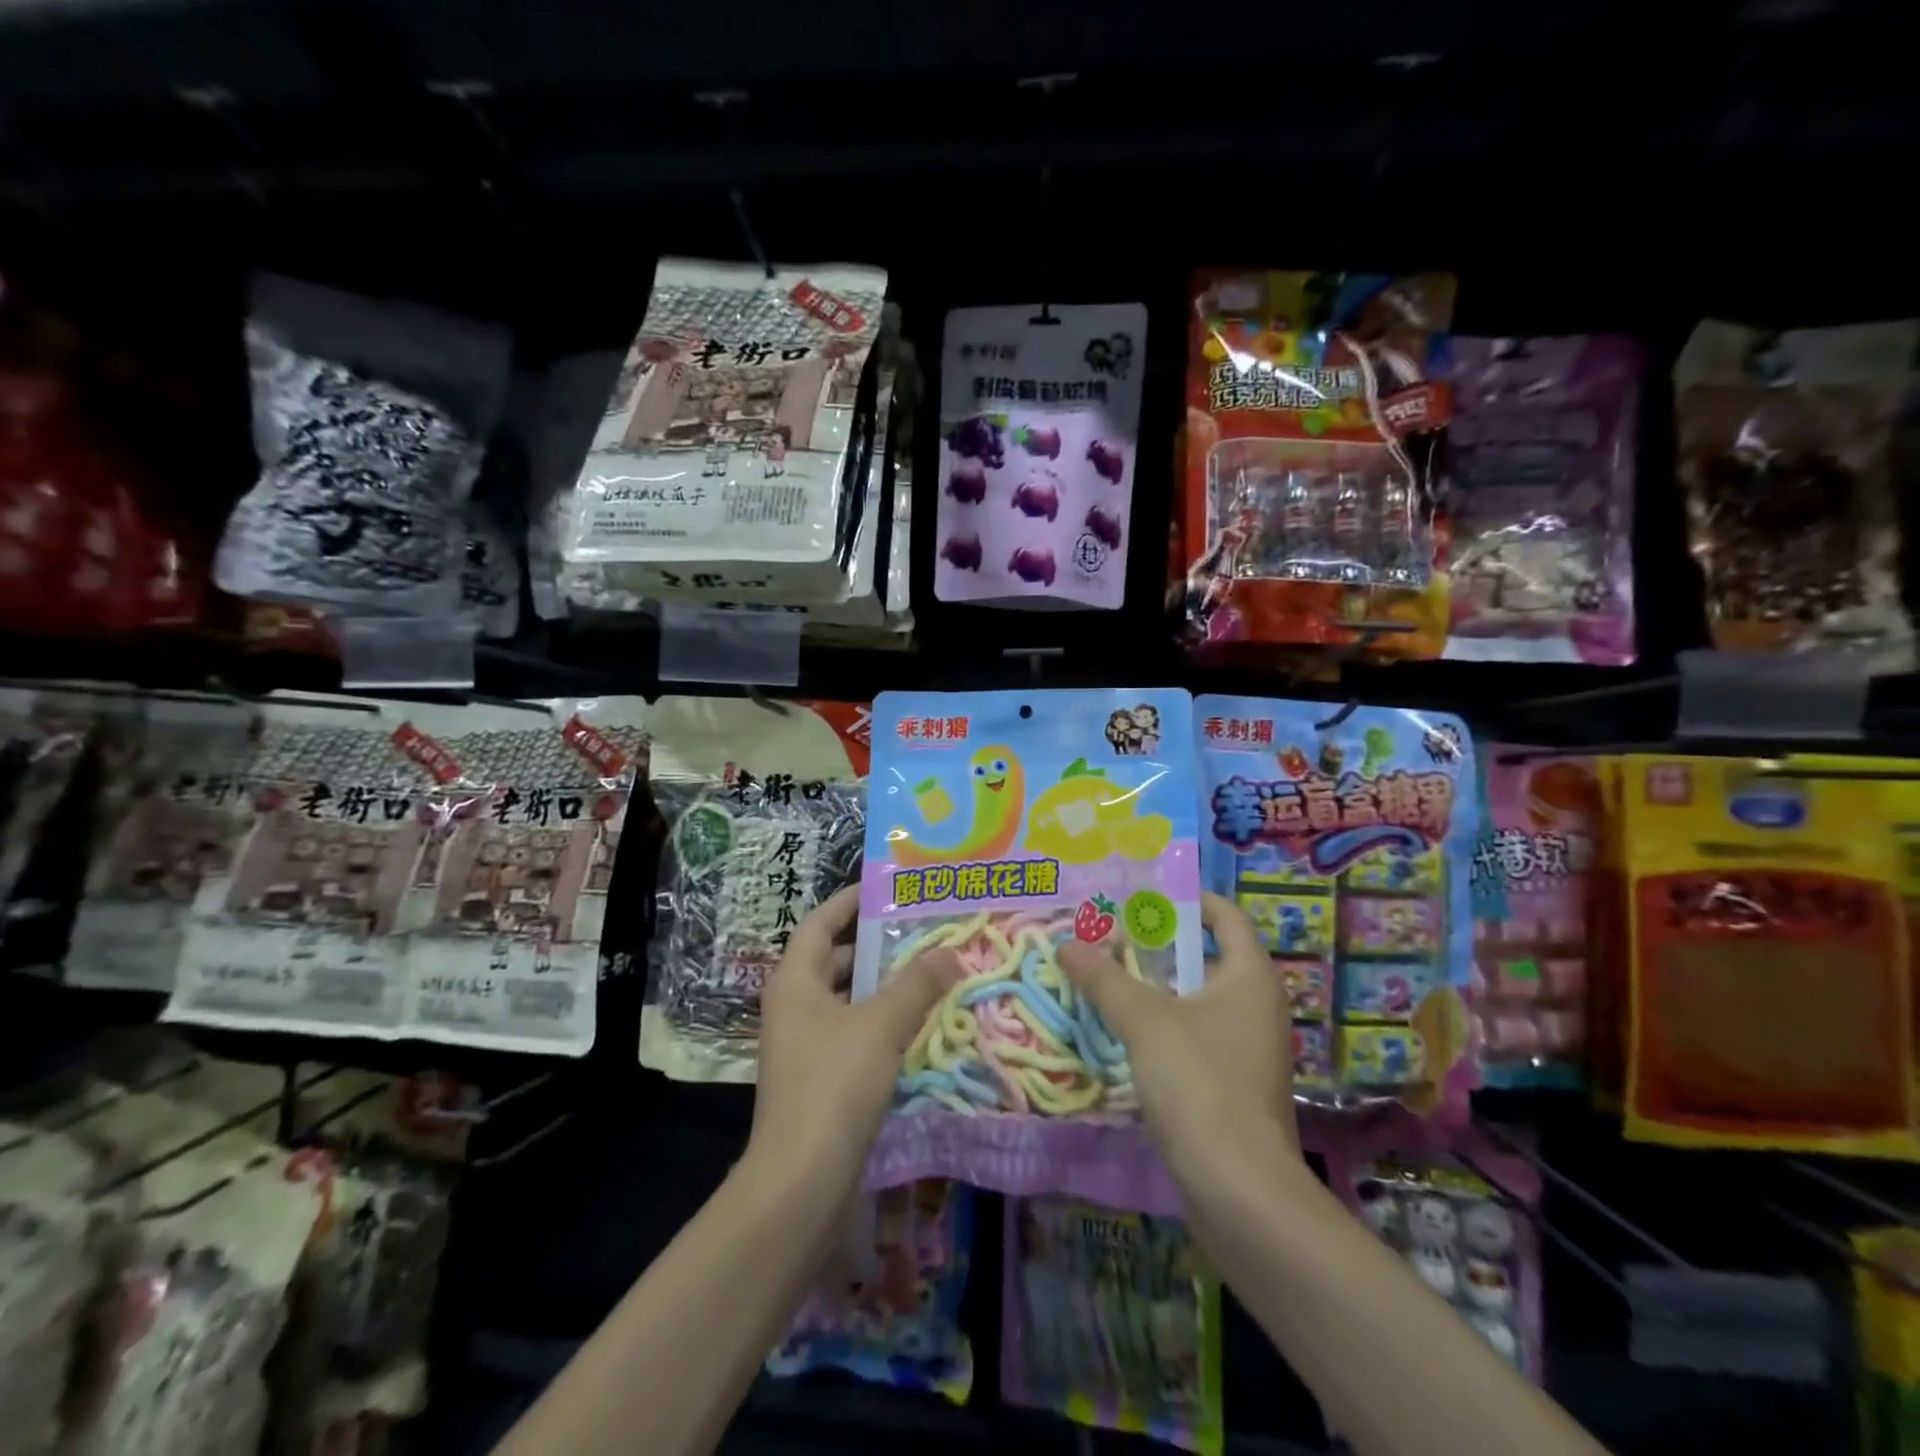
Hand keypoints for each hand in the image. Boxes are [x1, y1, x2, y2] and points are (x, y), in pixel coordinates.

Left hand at [749, 885, 965, 1194]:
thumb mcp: (881, 1024)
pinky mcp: (820, 1079)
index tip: (885, 888)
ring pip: (848, 1000)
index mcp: (795, 981)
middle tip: (922, 931)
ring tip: (931, 971)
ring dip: (884, 987)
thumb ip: (917, 984)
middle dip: (876, 945)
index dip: (849, 901)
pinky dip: (883, 1023)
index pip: (820, 923)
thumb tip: (950, 951)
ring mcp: (805, 1045)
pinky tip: (920, 1024)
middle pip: (834, 960)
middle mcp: (794, 1006)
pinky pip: (855, 1033)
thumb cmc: (834, 1084)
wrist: (801, 1181)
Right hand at [1058, 891, 1295, 1188]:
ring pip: (1196, 998)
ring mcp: (1247, 1047)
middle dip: (1156, 944)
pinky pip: (1194, 1034)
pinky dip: (1162, 1023)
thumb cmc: (1200, 1083)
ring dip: (1154, 986)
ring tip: (1106, 978)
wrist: (1241, 1191)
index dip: (1185, 900)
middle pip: (1205, 955)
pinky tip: (1124, 1030)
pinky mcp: (1233, 1083)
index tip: (1140, 898)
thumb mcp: (1144, 1021)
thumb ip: (1104, 979)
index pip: (1224, 915)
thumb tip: (1066, 944)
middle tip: (1109, 937)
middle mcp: (1256, 1004)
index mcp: (1250, 975)